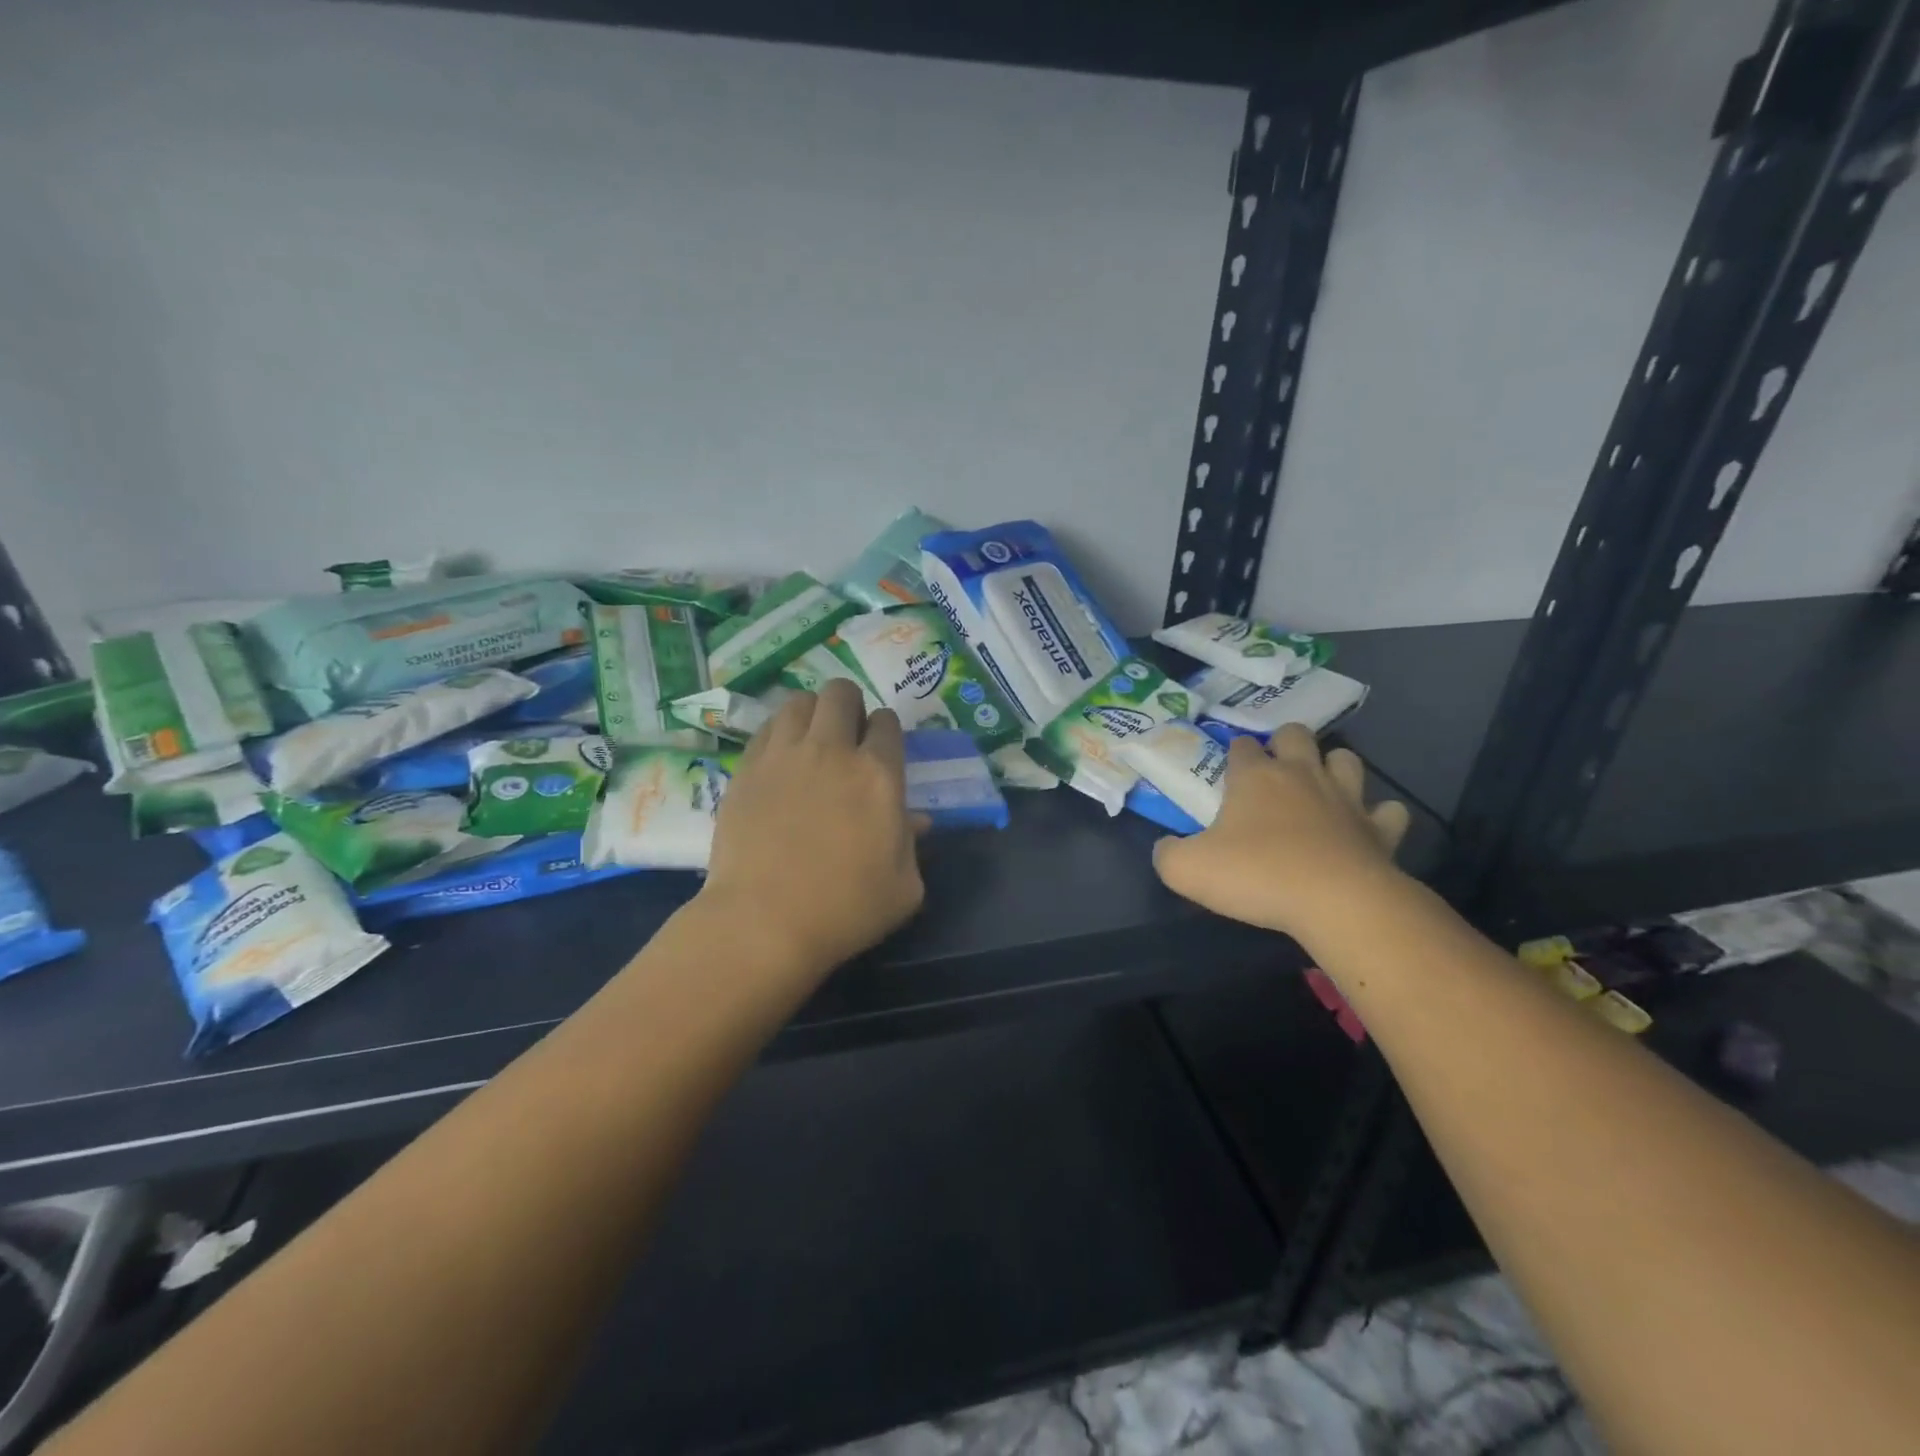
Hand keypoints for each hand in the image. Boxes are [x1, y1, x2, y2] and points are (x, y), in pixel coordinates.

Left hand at [699, 679, 925, 973]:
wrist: (763, 922)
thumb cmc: (845, 909)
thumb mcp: (903, 888)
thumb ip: (912, 846)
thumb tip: (914, 821)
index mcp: (878, 774)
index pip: (886, 722)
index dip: (885, 731)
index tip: (881, 750)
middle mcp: (831, 750)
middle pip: (840, 693)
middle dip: (850, 705)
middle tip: (847, 736)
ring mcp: (783, 755)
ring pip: (798, 702)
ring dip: (811, 714)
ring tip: (811, 741)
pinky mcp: (745, 770)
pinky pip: (765, 729)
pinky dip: (778, 734)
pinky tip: (780, 760)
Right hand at [1153, 725, 1410, 940]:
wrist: (1336, 903)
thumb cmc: (1257, 875)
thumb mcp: (1186, 869)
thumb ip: (1167, 854)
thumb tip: (1166, 847)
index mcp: (1255, 777)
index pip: (1241, 747)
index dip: (1234, 754)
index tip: (1228, 773)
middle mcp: (1301, 775)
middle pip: (1296, 734)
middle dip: (1284, 743)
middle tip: (1274, 772)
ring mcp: (1346, 798)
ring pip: (1346, 759)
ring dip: (1333, 768)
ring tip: (1320, 789)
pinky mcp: (1379, 829)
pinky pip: (1388, 811)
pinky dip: (1378, 816)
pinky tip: (1365, 829)